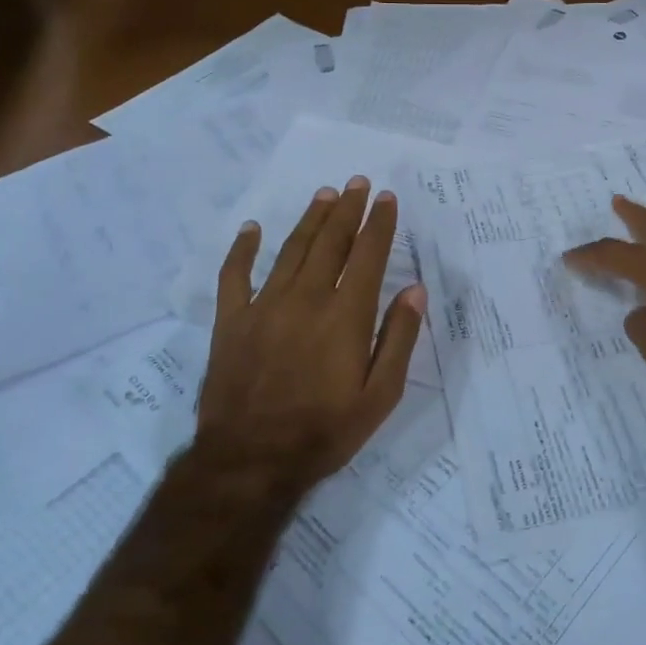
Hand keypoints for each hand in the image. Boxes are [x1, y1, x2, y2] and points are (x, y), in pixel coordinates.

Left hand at [198, 177, 425, 496]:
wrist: (250, 461)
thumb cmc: (325, 431)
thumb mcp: (380, 395)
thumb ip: (399, 338)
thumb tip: (414, 290)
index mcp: (346, 315)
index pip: (367, 255)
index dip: (379, 224)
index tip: (386, 198)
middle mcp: (307, 299)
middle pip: (330, 242)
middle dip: (347, 209)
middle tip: (357, 183)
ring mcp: (264, 306)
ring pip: (291, 249)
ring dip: (310, 219)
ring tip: (324, 194)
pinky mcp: (230, 321)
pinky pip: (235, 275)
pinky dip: (243, 249)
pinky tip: (252, 228)